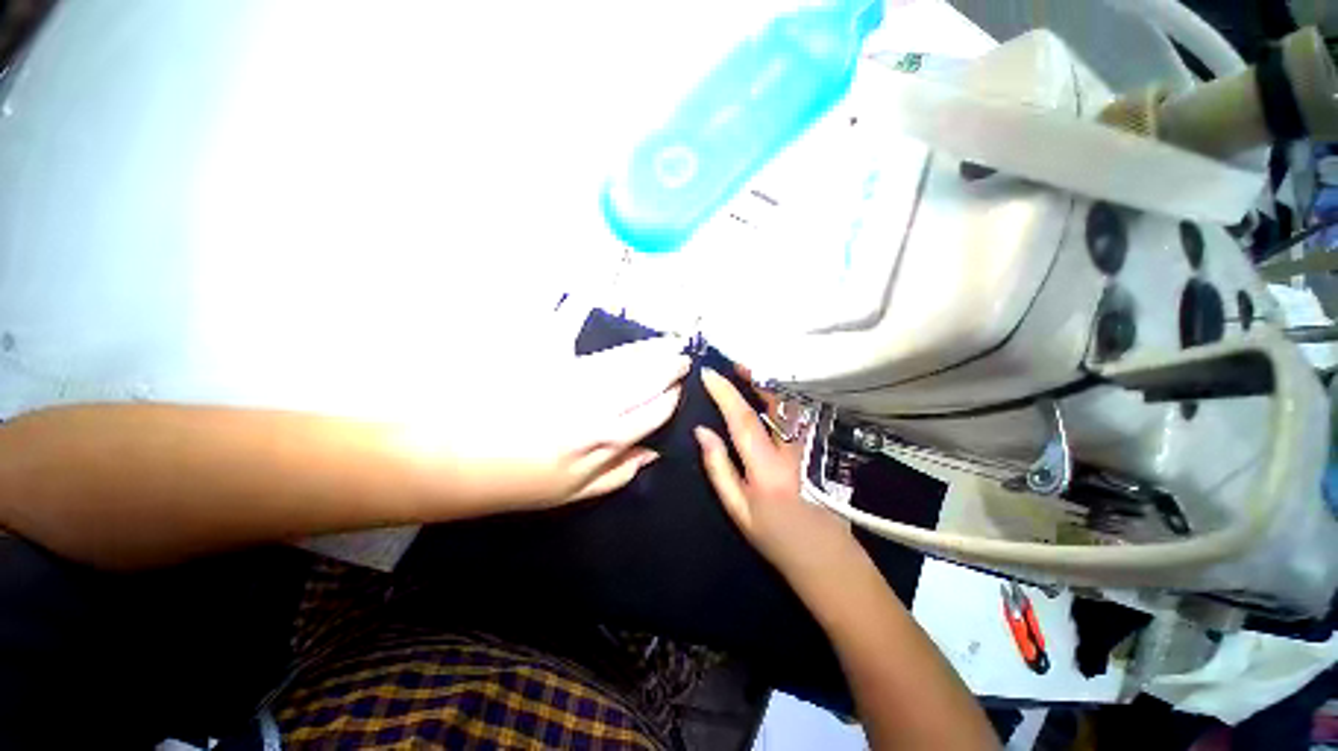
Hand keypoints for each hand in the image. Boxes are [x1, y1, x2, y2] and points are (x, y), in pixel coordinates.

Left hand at [403, 337, 689, 511]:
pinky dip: (597, 327)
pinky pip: (581, 338)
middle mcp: (599, 403)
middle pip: (646, 378)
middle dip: (669, 365)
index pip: (654, 411)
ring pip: (625, 360)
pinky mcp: (548, 358)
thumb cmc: (516, 481)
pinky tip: (611, 321)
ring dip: (649, 349)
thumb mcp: (571, 493)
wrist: (452, 457)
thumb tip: (653, 454)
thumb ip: (617, 474)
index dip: (671, 396)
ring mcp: (574, 377)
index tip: (681, 386)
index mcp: (606, 439)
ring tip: (667, 341)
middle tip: (683, 354)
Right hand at [694, 369, 858, 588]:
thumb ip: (718, 468)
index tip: (707, 374)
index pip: (742, 419)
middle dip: (755, 377)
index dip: (724, 393)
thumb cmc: (775, 537)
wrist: (826, 558)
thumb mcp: (737, 509)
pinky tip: (777, 395)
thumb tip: (701, 431)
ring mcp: (812, 449)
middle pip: (776, 402)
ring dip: (772, 384)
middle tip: (736, 364)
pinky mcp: (822, 450)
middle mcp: (792, 451)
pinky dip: (788, 399)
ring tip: (754, 374)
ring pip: (793, 405)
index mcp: (766, 468)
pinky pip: (803, 415)